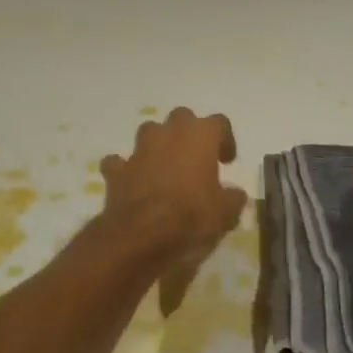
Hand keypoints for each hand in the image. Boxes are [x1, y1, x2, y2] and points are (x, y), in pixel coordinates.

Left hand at [100, 108, 248, 261]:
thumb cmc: (191, 216)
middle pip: (182, 117)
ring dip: (158, 144)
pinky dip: (126, 170)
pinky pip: (120, 162)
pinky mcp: (117, 170)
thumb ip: (233, 197)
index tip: (226, 161)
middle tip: (196, 159)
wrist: (141, 235)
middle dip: (189, 133)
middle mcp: (169, 134)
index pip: (219, 123)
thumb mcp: (226, 212)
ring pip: (150, 131)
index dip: (225, 139)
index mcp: (200, 136)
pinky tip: (133, 183)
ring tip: (165, 167)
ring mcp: (140, 150)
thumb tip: (234, 194)